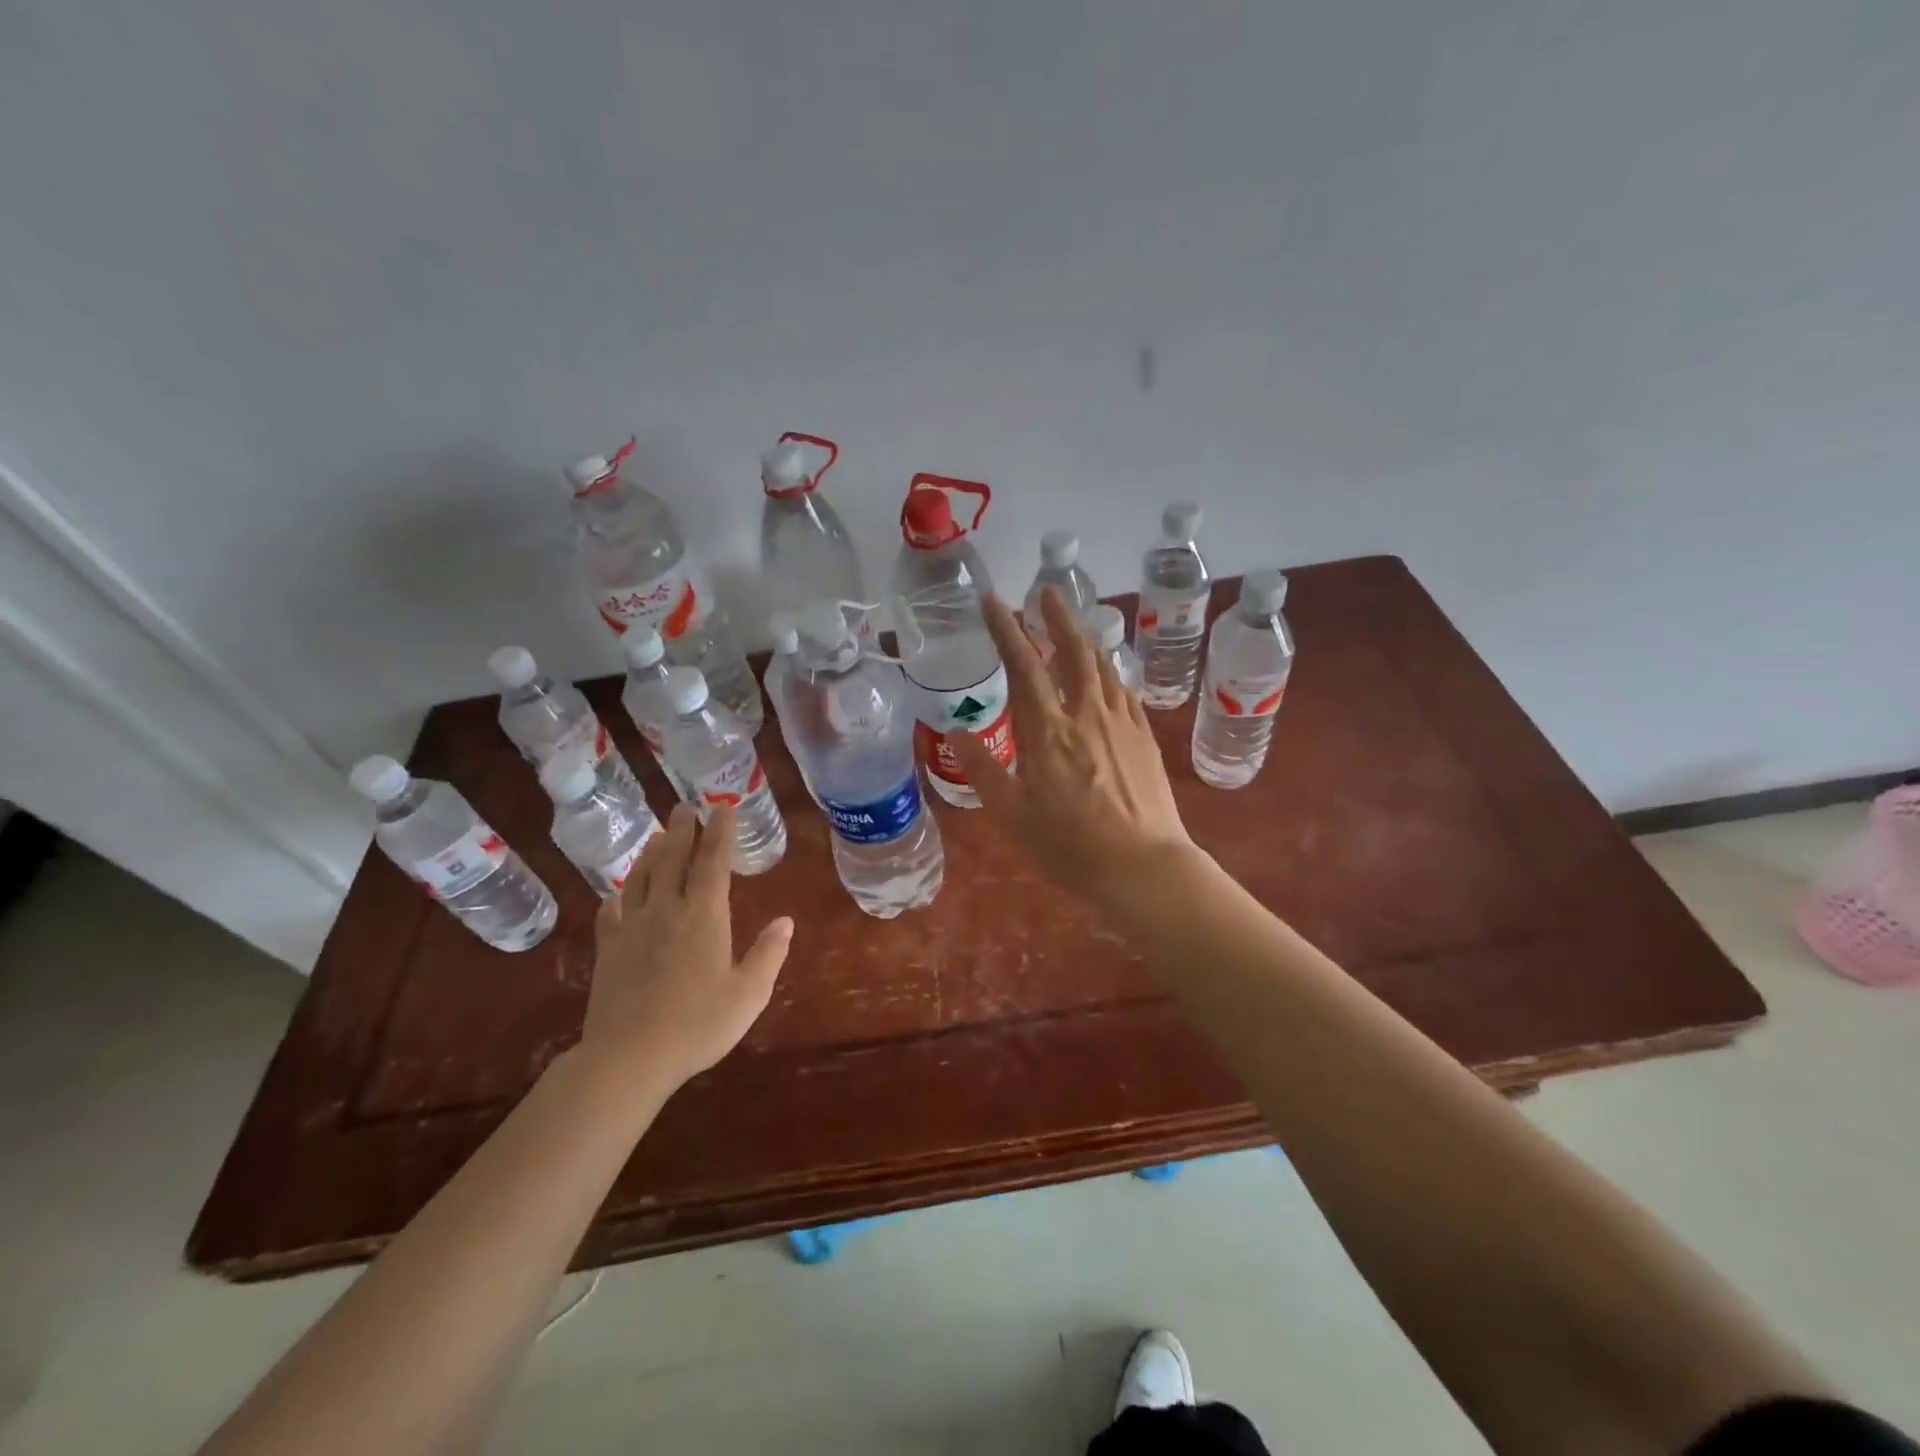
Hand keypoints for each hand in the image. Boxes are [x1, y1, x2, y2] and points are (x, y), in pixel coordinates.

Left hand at [581, 803, 793, 1089]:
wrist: (630, 1057)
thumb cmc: (698, 1024)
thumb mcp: (748, 994)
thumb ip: (768, 954)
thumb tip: (785, 921)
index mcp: (704, 916)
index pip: (713, 862)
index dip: (719, 832)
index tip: (723, 808)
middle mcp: (667, 911)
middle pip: (673, 859)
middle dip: (681, 830)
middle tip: (683, 807)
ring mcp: (632, 929)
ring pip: (640, 879)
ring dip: (651, 854)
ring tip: (657, 837)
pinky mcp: (608, 950)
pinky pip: (610, 913)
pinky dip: (616, 897)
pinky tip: (617, 895)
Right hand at [952, 588, 1193, 903]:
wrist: (1142, 865)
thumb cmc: (1069, 844)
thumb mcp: (1012, 814)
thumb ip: (984, 769)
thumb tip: (958, 732)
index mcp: (1048, 730)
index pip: (1023, 665)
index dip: (1006, 629)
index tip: (992, 601)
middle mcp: (1086, 713)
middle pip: (1072, 651)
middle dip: (1056, 617)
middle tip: (1046, 592)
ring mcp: (1121, 722)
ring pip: (1103, 666)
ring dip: (1085, 639)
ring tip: (1073, 626)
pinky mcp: (1145, 737)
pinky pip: (1124, 691)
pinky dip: (1110, 672)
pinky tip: (1107, 675)